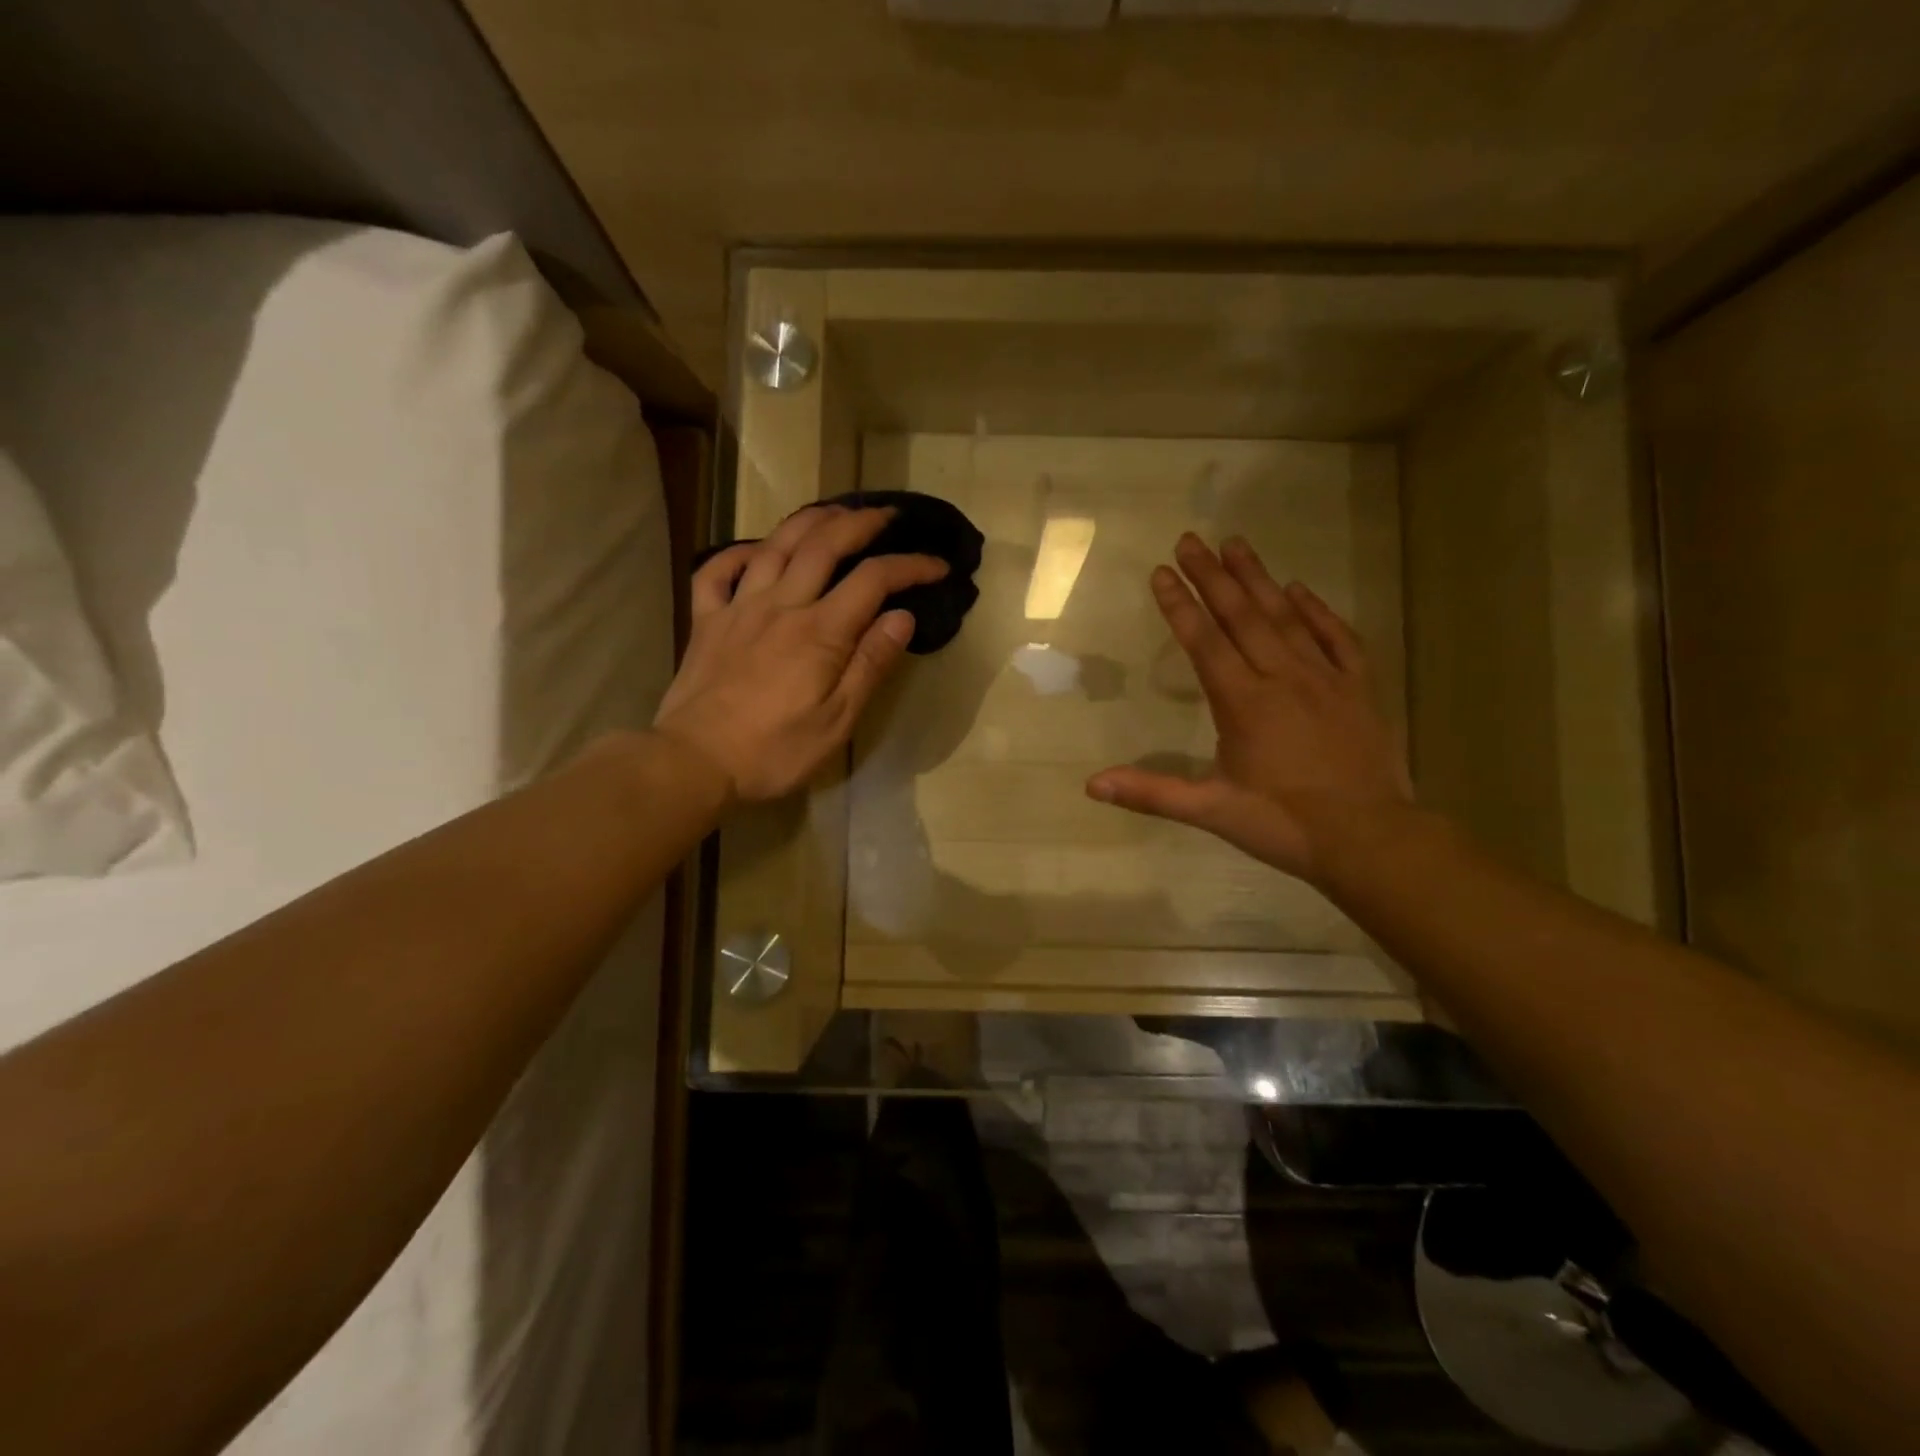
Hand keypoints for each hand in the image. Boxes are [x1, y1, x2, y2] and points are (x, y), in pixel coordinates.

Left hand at [655, 506, 947, 802]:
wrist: (695, 762)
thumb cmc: (774, 751)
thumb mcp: (838, 721)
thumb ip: (870, 664)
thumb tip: (902, 616)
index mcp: (820, 632)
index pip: (874, 580)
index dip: (910, 566)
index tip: (938, 566)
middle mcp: (781, 605)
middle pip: (824, 545)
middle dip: (861, 522)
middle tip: (886, 515)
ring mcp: (738, 608)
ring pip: (775, 545)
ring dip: (809, 521)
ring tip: (833, 511)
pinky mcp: (707, 621)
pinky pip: (717, 571)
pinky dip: (738, 552)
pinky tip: (756, 551)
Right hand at [1087, 534, 1412, 886]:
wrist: (1369, 839)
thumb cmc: (1283, 824)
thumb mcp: (1211, 811)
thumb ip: (1151, 792)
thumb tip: (1090, 783)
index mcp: (1244, 704)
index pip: (1205, 643)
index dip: (1180, 606)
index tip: (1161, 571)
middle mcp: (1282, 678)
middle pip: (1242, 617)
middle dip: (1212, 576)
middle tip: (1190, 539)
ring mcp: (1325, 679)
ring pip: (1286, 618)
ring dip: (1258, 579)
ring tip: (1236, 544)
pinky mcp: (1358, 688)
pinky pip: (1337, 638)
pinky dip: (1317, 611)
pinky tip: (1299, 589)